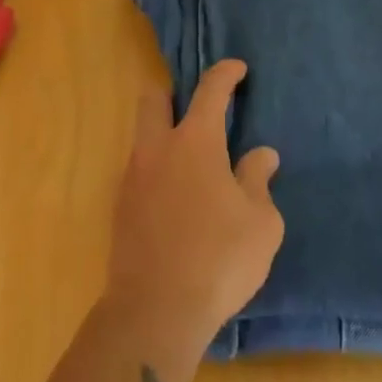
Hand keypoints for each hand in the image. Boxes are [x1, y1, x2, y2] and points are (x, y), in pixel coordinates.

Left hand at [104, 60, 283, 364]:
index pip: (210, 90)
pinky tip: (177, 200)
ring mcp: (133, 179)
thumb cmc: (219, 259)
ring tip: (192, 164)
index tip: (237, 68)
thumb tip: (261, 155)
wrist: (155, 313)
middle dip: (173, 95)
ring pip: (143, 137)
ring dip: (164, 137)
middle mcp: (158, 150)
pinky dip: (158, 173)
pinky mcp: (120, 210)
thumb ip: (258, 180)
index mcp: (195, 142)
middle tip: (198, 111)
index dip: (225, 73)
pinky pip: (139, 173)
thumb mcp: (260, 222)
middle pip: (154, 100)